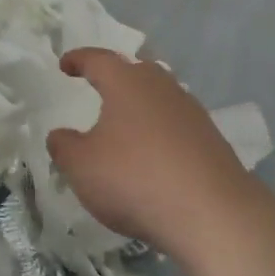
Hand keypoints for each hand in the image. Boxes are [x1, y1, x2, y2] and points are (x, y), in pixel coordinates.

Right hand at [48, 48, 253, 265]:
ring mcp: (191, 112)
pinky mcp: (212, 140)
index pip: (97, 59)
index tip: (65, 65)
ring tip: (126, 125)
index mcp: (126, 82)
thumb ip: (64, 147)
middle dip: (115, 78)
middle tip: (99, 88)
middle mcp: (161, 86)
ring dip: (141, 106)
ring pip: (159, 98)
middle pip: (135, 72)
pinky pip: (177, 125)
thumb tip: (59, 135)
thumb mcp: (82, 167)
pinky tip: (155, 156)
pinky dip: (161, 133)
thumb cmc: (136, 179)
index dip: (78, 60)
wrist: (214, 216)